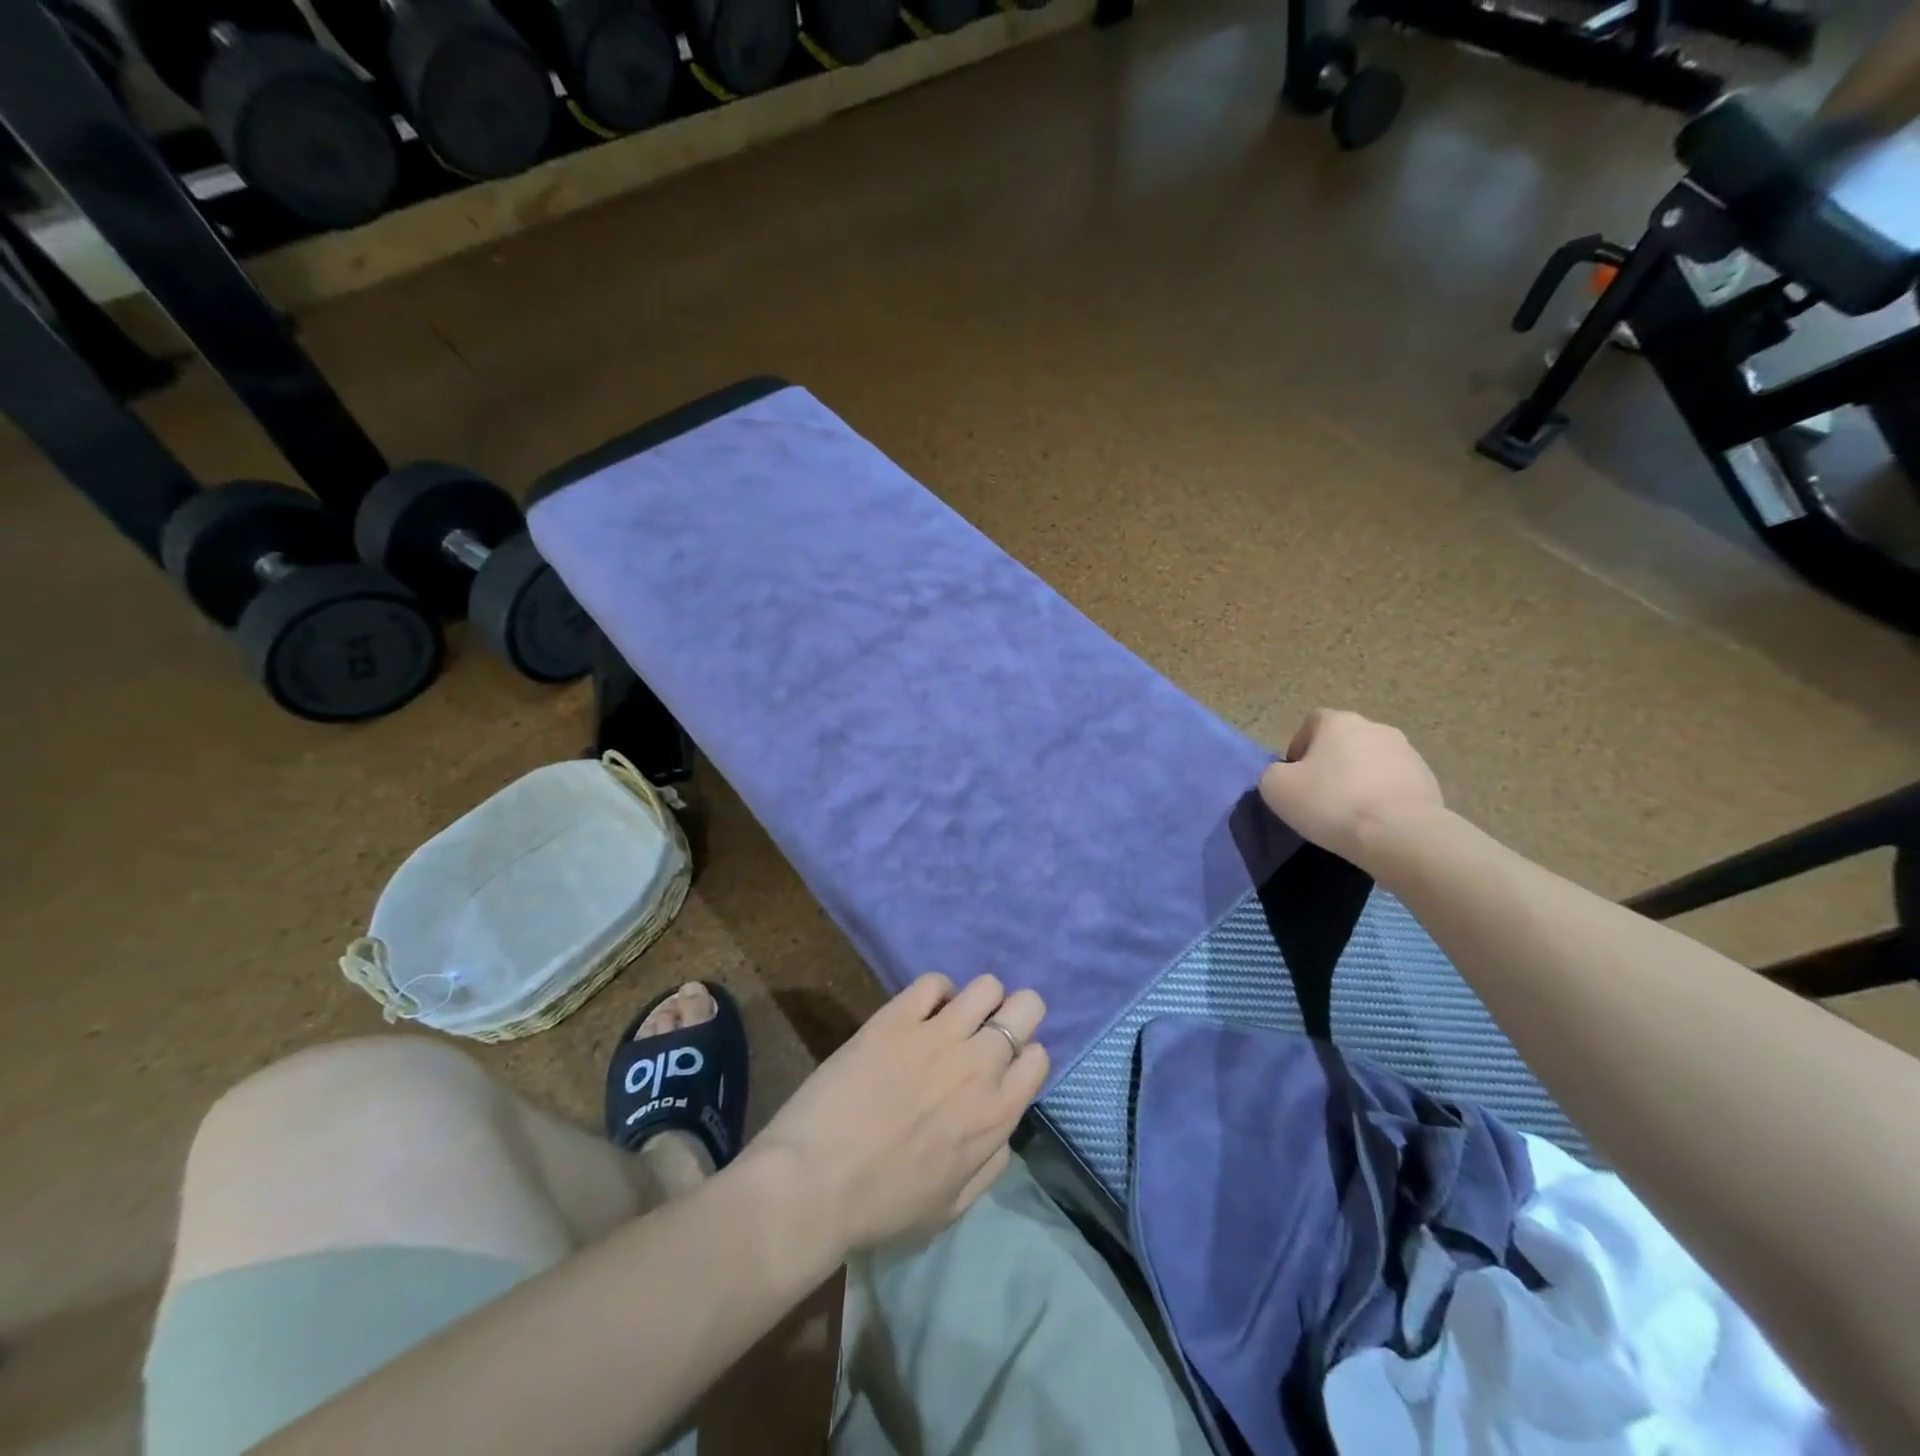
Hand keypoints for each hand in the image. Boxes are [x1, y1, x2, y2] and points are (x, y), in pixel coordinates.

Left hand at [747, 973, 1048, 1257]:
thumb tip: (1003, 1126)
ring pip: (986, 986)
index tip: (1002, 1066)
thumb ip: (991, 1162)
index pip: (1038, 1056)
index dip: (1022, 1057)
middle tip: (987, 1031)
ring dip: (978, 999)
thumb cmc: (883, 1205)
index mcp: (996, 1114)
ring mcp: (938, 1035)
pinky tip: (920, 1011)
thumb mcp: (952, 1206)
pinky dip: (935, 992)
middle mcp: (979, 1064)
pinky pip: (933, 982)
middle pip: (1027, 1006)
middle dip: (1015, 1014)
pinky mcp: (896, 1017)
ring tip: (955, 1017)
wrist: (815, 1183)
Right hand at [1258, 708, 1444, 868]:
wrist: (1401, 834)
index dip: (1299, 746)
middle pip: (1344, 741)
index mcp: (1339, 722)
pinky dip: (1382, 796)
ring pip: (1371, 761)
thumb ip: (1272, 773)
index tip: (1295, 777)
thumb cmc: (1331, 803)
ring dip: (1358, 779)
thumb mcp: (1276, 788)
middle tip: (1320, 795)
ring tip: (1349, 812)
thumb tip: (1285, 774)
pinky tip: (1374, 821)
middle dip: (1330, 763)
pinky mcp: (1428, 780)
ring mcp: (1407, 752)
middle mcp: (1376, 728)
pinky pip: (1394, 783)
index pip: (1312, 722)